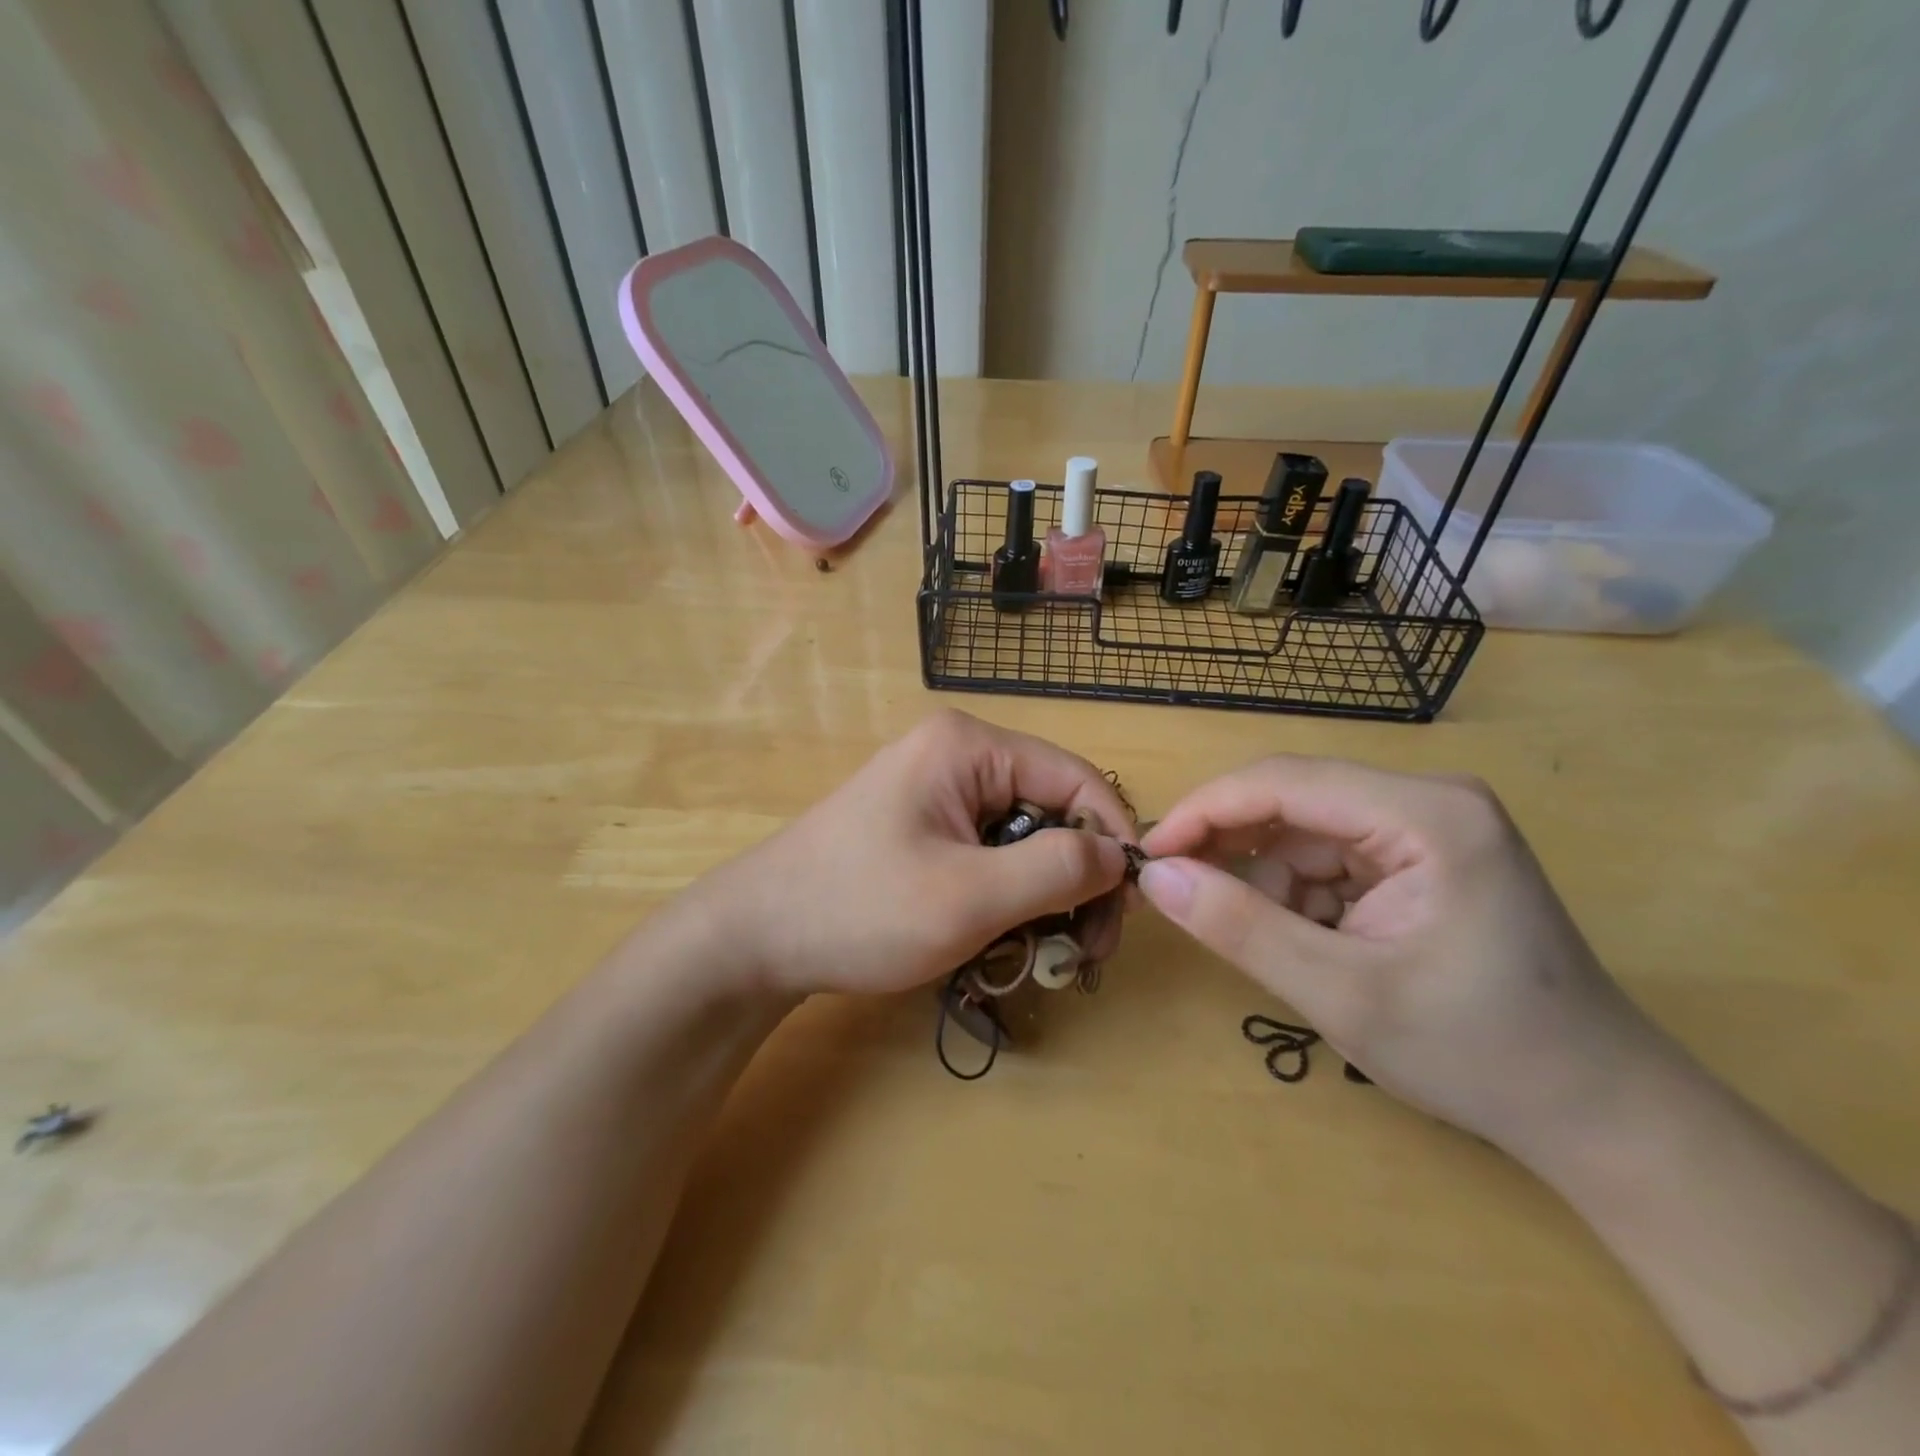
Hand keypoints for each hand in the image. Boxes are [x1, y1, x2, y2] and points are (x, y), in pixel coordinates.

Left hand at [681, 711, 1135, 998]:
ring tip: (1037, 953)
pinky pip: (989, 852)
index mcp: (970, 747)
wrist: (754, 937)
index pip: (1077, 778)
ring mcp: (937, 789)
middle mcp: (958, 754)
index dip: (1114, 839)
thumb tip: (1120, 855)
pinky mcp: (923, 824)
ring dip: (1041, 895)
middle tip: (1084, 950)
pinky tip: (997, 938)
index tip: (1129, 909)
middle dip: (1076, 878)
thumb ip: (1057, 869)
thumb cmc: (859, 910)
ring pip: (1023, 837)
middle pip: (1052, 809)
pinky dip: (1005, 895)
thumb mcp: (970, 896)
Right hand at [1138, 758, 1662, 1154]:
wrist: (1598, 1113)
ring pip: (1302, 834)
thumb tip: (1156, 877)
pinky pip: (1327, 859)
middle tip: (1179, 897)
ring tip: (1272, 947)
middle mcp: (1426, 800)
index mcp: (1425, 813)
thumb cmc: (1478, 1055)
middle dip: (1231, 850)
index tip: (1148, 856)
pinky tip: (1311, 945)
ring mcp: (1425, 827)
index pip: (1283, 782)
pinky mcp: (1419, 857)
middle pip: (1292, 802)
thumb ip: (1240, 928)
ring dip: (1267, 885)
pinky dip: (1298, 898)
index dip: (1203, 812)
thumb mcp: (1341, 995)